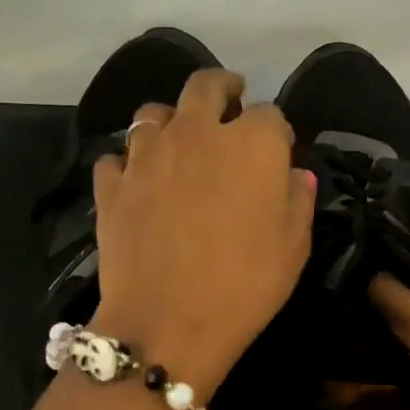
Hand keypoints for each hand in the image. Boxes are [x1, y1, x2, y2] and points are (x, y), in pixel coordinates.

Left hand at [90, 69, 314, 396]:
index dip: (276, 131)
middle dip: (223, 88)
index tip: (279, 149)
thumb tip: (294, 174)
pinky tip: (140, 182)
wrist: (167, 323)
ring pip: (154, 113)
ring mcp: (147, 154)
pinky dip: (131, 163)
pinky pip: (119, 157)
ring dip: (172, 120)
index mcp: (251, 143)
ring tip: (179, 140)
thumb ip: (298, 199)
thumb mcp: (294, 247)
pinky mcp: (112, 183)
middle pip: (206, 86)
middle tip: (230, 100)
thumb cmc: (245, 286)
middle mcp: (197, 133)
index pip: (270, 115)